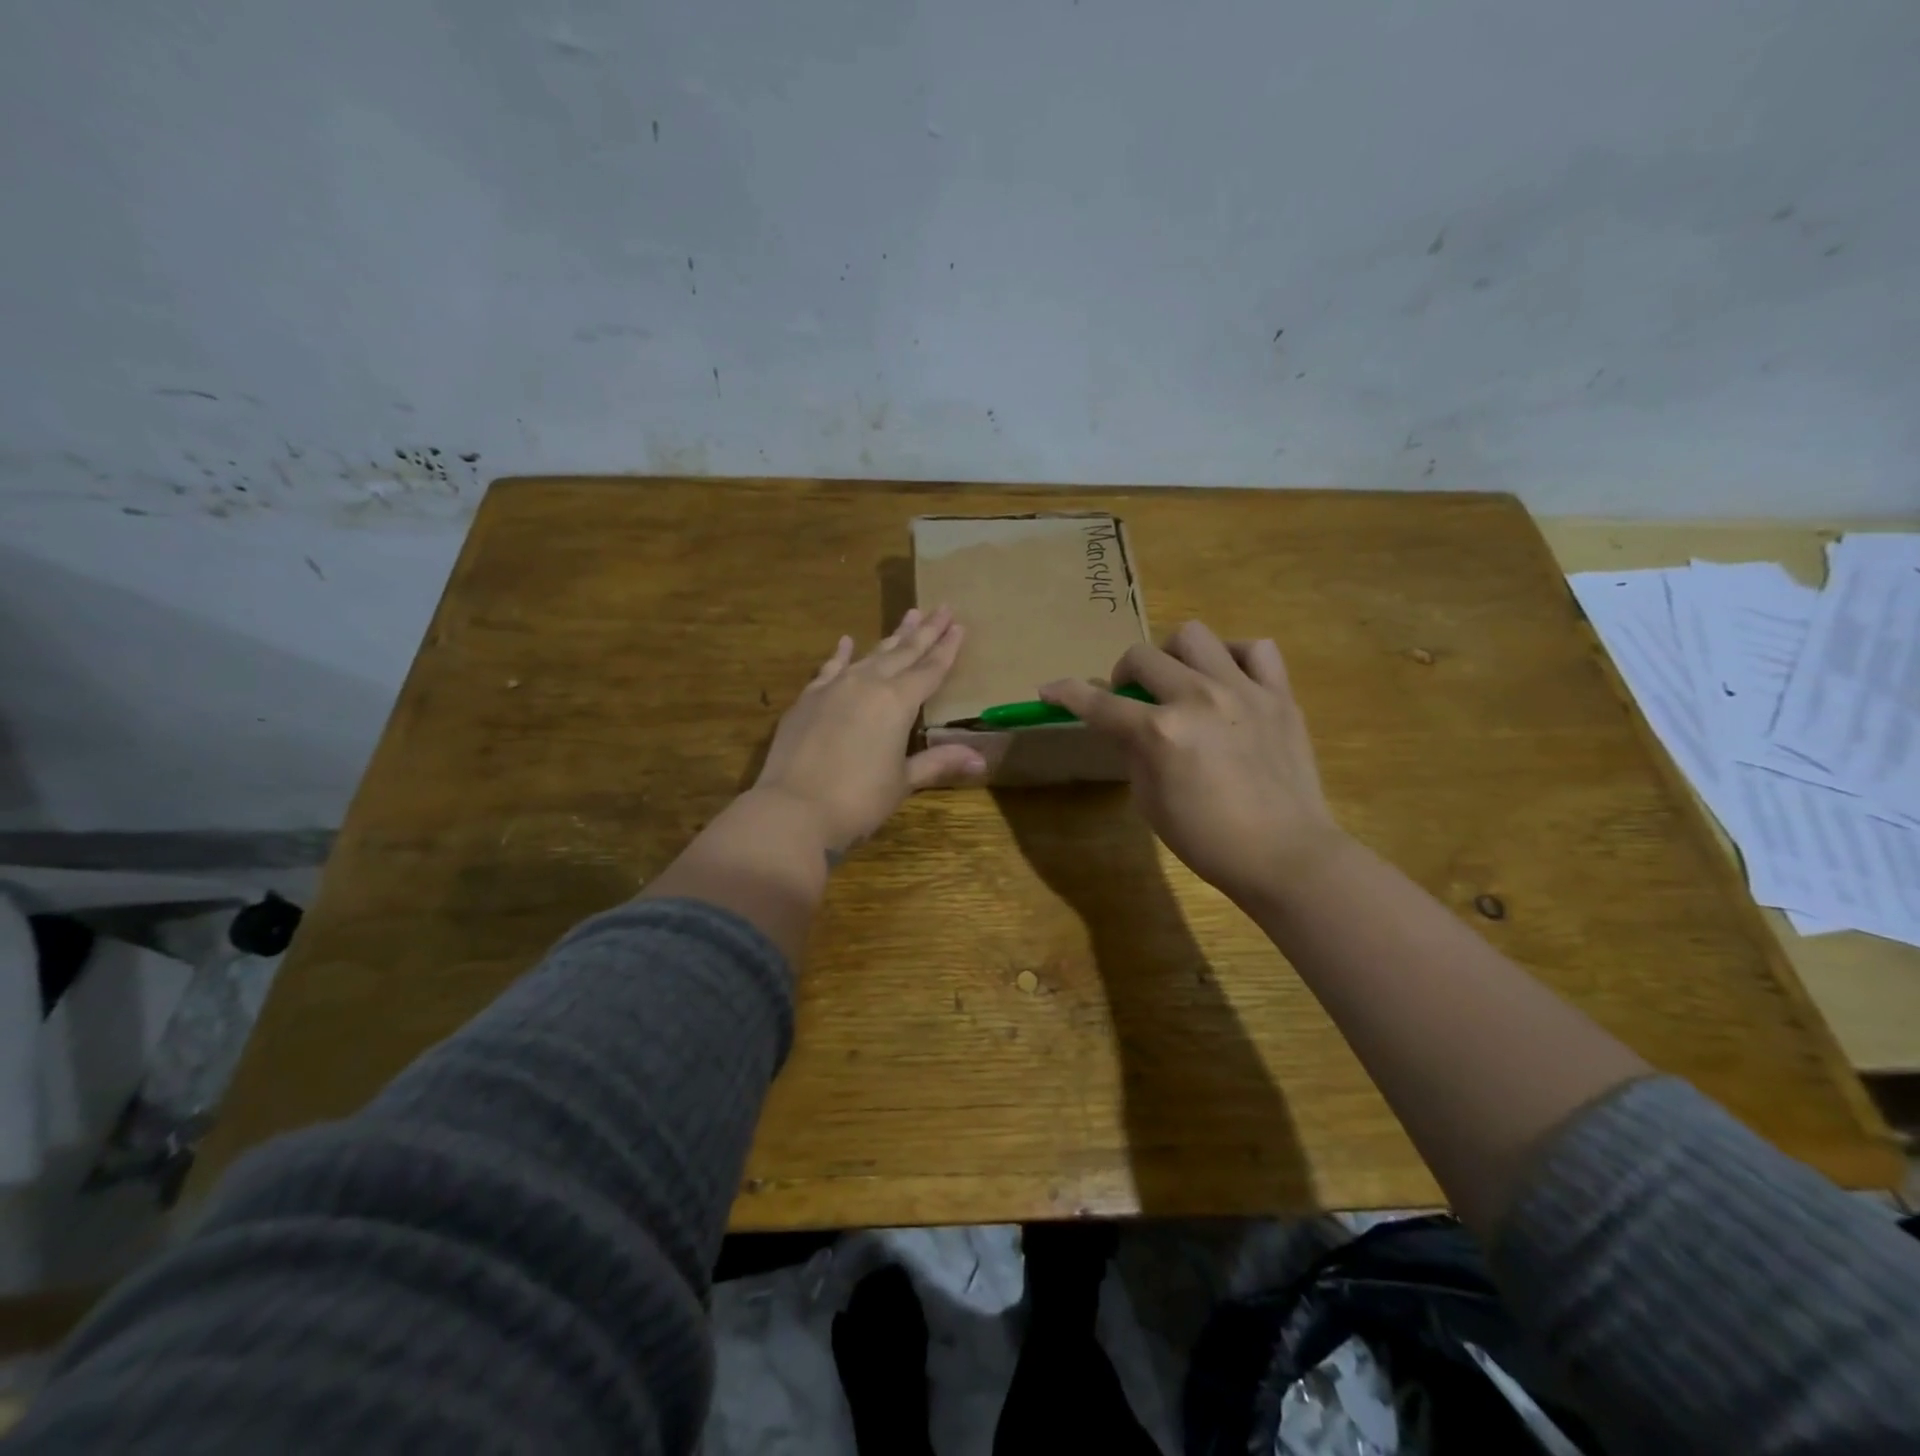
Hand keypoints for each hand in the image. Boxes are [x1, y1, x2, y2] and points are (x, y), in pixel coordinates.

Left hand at [754, 606, 986, 857]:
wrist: (793, 808)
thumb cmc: (858, 800)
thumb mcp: (903, 782)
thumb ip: (938, 762)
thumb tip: (980, 760)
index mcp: (898, 702)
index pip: (930, 670)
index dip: (947, 649)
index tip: (959, 625)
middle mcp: (868, 684)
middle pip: (903, 653)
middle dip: (925, 631)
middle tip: (942, 608)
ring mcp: (835, 687)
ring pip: (871, 654)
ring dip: (891, 637)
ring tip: (908, 616)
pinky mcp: (808, 698)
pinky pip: (831, 667)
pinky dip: (842, 654)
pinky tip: (847, 640)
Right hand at [1040, 621, 1346, 905]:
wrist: (1285, 854)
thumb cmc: (1207, 840)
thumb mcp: (1149, 801)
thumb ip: (1134, 752)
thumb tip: (1126, 726)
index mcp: (1160, 732)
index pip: (1098, 703)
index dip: (1066, 693)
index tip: (1049, 689)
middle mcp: (1197, 698)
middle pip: (1142, 656)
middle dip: (1123, 674)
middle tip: (1131, 698)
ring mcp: (1243, 691)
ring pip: (1194, 636)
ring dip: (1173, 655)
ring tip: (1180, 680)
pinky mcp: (1279, 695)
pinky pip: (1256, 649)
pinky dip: (1234, 657)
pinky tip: (1228, 679)